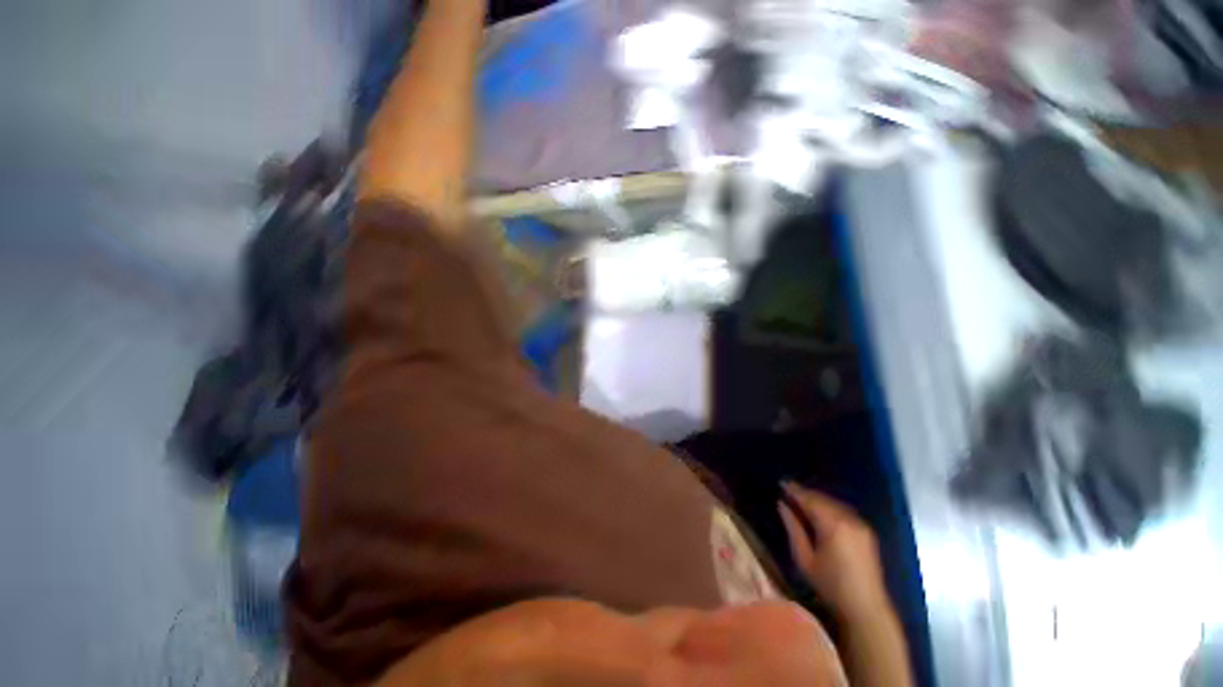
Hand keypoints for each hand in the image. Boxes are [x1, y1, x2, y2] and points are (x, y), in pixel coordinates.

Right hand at [778, 483, 890, 619]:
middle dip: (805, 493)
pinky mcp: (866, 530)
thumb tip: (782, 504)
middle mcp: (848, 519)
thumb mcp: (804, 559)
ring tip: (801, 499)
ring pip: (833, 502)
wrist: (866, 608)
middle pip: (822, 498)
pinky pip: (843, 510)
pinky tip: (820, 511)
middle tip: (788, 490)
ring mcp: (860, 524)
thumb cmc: (830, 586)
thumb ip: (793, 528)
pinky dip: (829, 506)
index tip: (781, 483)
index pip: (809, 500)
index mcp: (832, 525)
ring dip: (817, 499)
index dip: (794, 490)